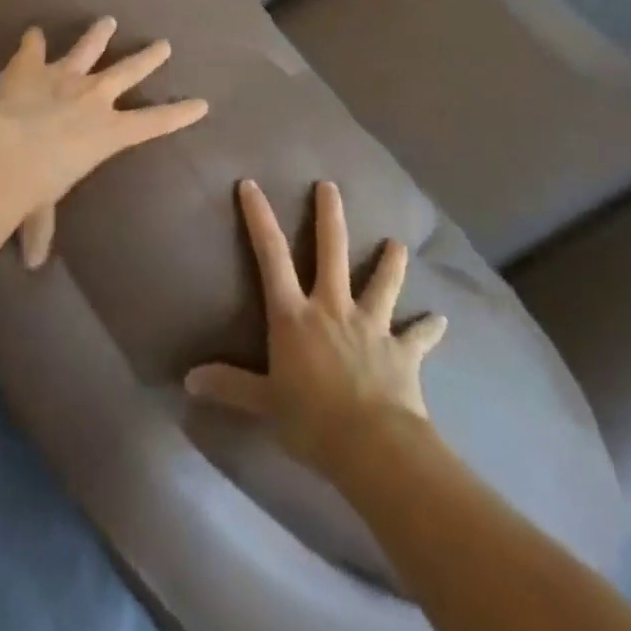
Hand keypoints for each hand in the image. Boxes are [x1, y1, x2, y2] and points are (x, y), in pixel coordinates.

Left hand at [0, 17, 207, 268]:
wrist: (0, 152)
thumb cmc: (31, 189)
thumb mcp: (40, 209)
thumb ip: (40, 227)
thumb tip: (31, 262)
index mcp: (107, 132)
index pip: (154, 122)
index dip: (180, 114)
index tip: (202, 102)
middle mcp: (92, 97)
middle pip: (129, 71)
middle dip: (149, 57)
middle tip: (164, 44)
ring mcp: (62, 75)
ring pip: (89, 47)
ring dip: (98, 34)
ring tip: (108, 20)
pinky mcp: (29, 65)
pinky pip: (33, 46)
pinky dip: (32, 40)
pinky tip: (31, 31)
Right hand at [185, 179, 446, 468]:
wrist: (373, 445)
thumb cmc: (311, 420)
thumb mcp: (264, 404)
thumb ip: (229, 387)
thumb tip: (187, 381)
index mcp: (295, 316)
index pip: (271, 257)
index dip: (259, 218)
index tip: (251, 184)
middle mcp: (332, 308)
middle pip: (331, 251)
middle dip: (329, 215)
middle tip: (330, 185)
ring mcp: (371, 325)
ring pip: (381, 283)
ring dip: (390, 263)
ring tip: (397, 244)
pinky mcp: (402, 351)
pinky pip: (418, 336)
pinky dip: (429, 328)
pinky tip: (442, 319)